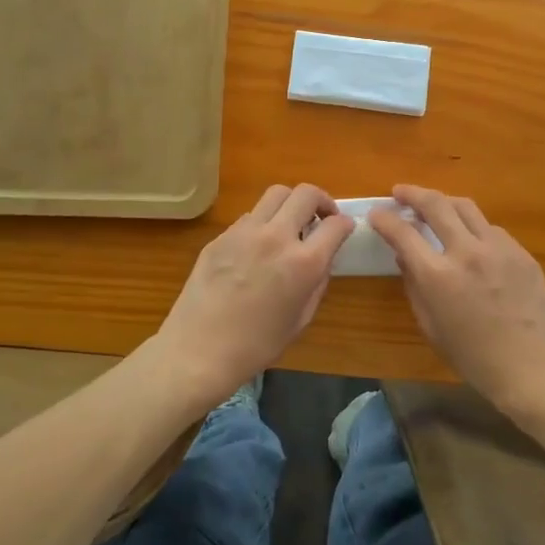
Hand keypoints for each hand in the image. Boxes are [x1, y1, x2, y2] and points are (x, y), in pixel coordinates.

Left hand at [156, 184, 353, 407]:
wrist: (199, 351)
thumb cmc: (257, 345)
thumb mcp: (301, 318)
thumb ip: (318, 282)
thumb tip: (322, 259)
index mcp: (304, 263)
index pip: (336, 224)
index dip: (345, 224)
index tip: (344, 229)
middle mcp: (277, 237)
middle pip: (306, 193)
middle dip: (321, 201)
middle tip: (320, 218)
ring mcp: (245, 232)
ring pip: (276, 193)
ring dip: (291, 204)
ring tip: (289, 224)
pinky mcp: (221, 236)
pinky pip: (250, 216)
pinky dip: (263, 222)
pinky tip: (258, 246)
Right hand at [368, 185, 544, 420]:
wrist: (532, 366)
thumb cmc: (473, 357)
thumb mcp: (431, 327)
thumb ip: (414, 287)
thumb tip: (405, 258)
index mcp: (438, 276)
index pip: (403, 233)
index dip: (385, 219)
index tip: (376, 214)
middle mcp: (467, 252)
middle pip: (436, 204)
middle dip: (412, 193)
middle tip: (400, 192)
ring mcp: (498, 248)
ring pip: (466, 207)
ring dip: (444, 202)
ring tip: (435, 206)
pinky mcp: (521, 252)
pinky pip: (491, 229)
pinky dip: (473, 227)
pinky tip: (471, 240)